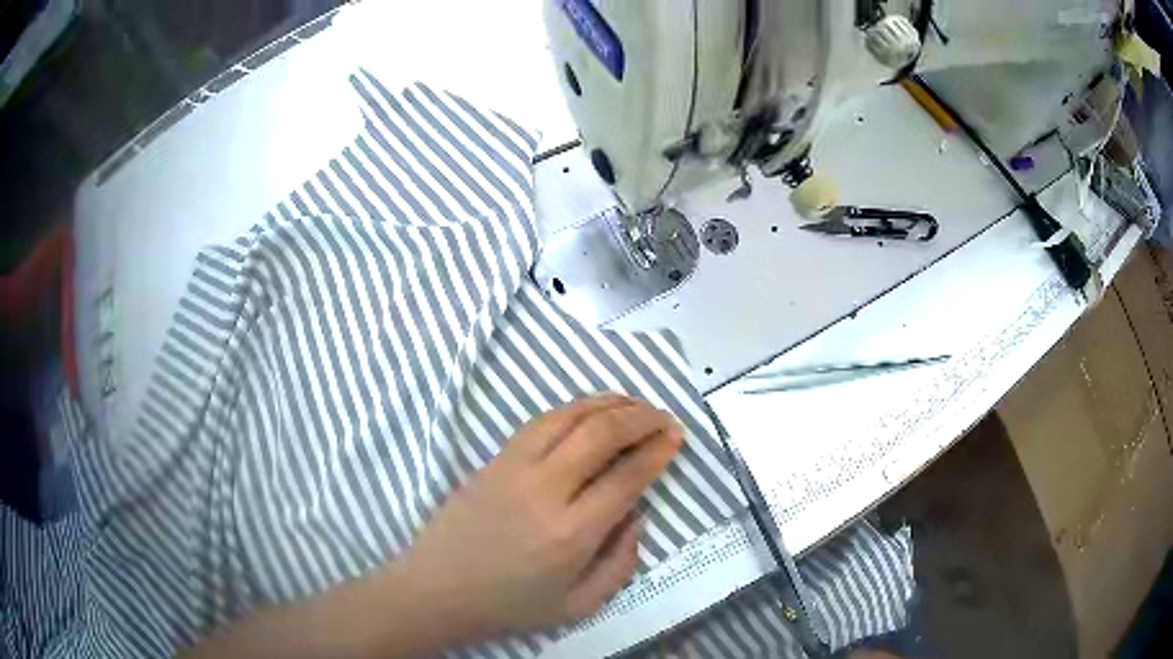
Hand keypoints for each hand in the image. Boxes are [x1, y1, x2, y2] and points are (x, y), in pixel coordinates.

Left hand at [394, 394, 683, 640]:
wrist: (437, 588)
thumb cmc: (510, 605)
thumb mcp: (579, 605)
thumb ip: (621, 564)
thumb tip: (637, 515)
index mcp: (571, 533)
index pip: (626, 477)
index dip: (657, 451)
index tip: (676, 438)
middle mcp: (545, 490)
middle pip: (601, 434)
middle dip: (641, 418)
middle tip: (664, 417)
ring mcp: (515, 467)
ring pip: (570, 416)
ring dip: (609, 403)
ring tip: (635, 404)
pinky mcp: (494, 459)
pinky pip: (541, 421)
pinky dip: (574, 408)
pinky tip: (590, 411)